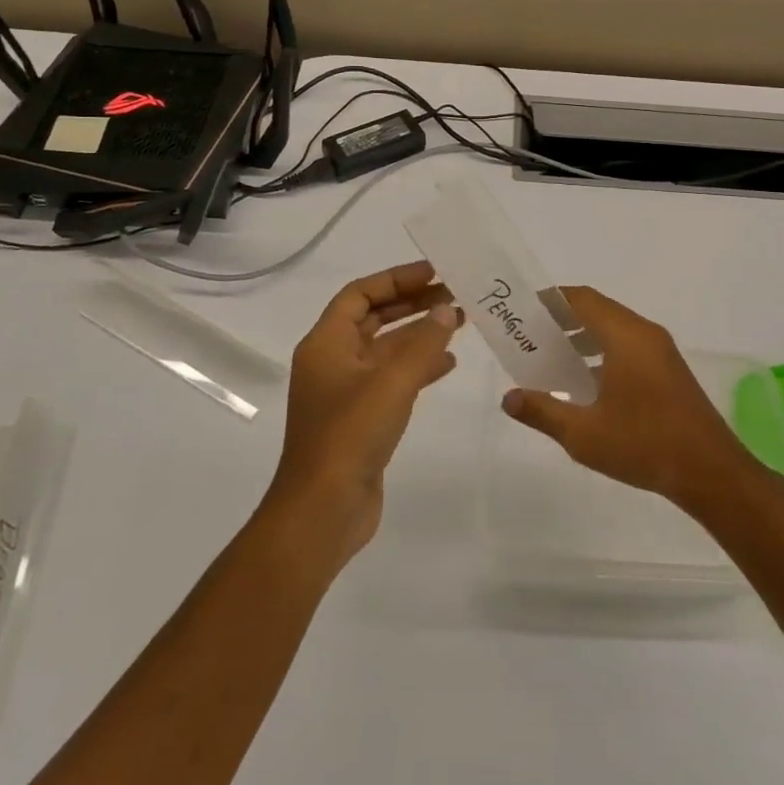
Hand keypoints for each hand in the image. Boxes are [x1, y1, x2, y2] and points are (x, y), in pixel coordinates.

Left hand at [267, 261, 462, 560]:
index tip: (434, 273)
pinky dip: (418, 367)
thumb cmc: (349, 436)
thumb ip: (423, 344)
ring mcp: (346, 393)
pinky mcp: (361, 419)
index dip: (395, 279)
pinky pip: (392, 379)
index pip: (360, 294)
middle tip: (454, 294)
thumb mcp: (391, 382)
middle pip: (374, 318)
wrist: (323, 511)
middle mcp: (332, 362)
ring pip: (386, 350)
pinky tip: (448, 363)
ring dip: (419, 334)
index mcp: (326, 344)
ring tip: (460, 321)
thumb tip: (447, 311)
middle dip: (412, 304)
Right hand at [501, 286, 756, 510]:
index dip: (552, 300)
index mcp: (625, 337)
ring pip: (615, 330)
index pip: (583, 300)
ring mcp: (661, 352)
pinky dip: (603, 352)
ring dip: (583, 337)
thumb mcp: (584, 433)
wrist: (711, 473)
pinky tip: (585, 383)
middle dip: (563, 320)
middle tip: (531, 336)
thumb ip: (543, 411)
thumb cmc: (644, 445)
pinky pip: (629, 347)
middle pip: (598, 311)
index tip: (524, 311)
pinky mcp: (669, 371)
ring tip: (552, 358)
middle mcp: (645, 334)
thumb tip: (508, 398)